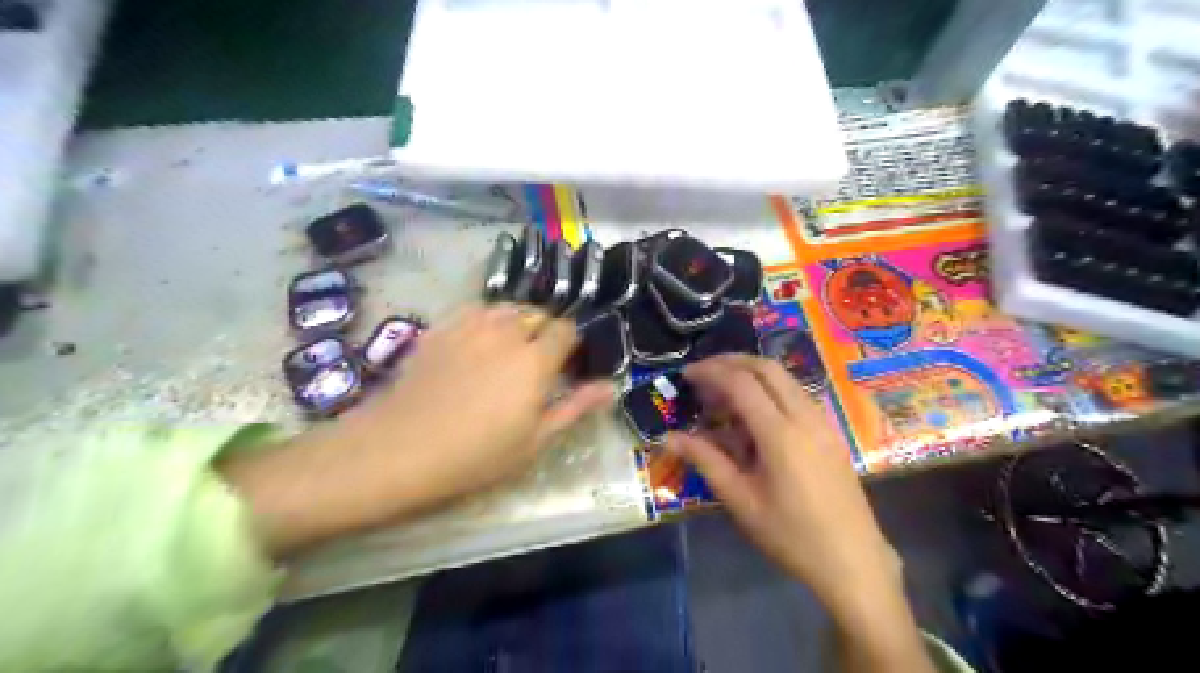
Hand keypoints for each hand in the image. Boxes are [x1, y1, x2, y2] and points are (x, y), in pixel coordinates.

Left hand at [360, 303, 612, 498]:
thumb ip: (575, 407)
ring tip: (508, 350)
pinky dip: (486, 320)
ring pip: (508, 309)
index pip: (567, 330)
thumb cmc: (477, 454)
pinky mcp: (442, 328)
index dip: (570, 345)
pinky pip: (476, 310)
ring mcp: (471, 326)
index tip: (564, 366)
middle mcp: (508, 332)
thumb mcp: (535, 440)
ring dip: (517, 323)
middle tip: (535, 364)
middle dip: (545, 333)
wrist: (402, 449)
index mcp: (536, 360)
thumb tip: (610, 386)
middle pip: (538, 315)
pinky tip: (477, 343)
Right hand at [666, 357, 898, 608]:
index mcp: (780, 434)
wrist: (853, 562)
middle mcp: (805, 417)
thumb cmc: (791, 535)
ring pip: (784, 378)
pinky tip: (753, 415)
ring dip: (751, 374)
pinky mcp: (830, 431)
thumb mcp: (741, 500)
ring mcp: (822, 422)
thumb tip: (670, 437)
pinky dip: (769, 390)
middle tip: (702, 374)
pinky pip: (796, 395)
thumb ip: (705, 461)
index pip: (741, 383)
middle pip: (766, 367)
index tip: (686, 375)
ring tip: (722, 393)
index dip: (710, 372)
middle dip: (731, 362)